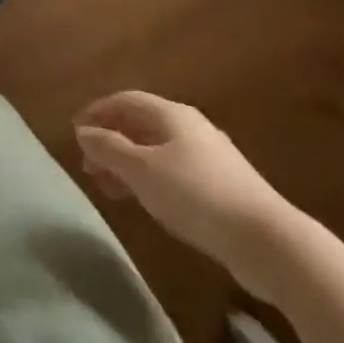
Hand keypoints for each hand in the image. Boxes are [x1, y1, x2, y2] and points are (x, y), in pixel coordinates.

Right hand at [74, 91, 299, 301]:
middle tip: (88, 165)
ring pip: (156, 151)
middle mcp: (190, 127)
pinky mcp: (222, 188)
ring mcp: (209, 157)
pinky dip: (150, 180)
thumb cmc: (197, 195)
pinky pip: (173, 173)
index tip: (75, 131)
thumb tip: (83, 132)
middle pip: (141, 125)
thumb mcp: (143, 171)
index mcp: (171, 114)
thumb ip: (109, 149)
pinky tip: (145, 202)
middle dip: (111, 141)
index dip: (97, 112)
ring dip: (129, 165)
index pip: (125, 100)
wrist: (268, 242)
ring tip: (109, 188)